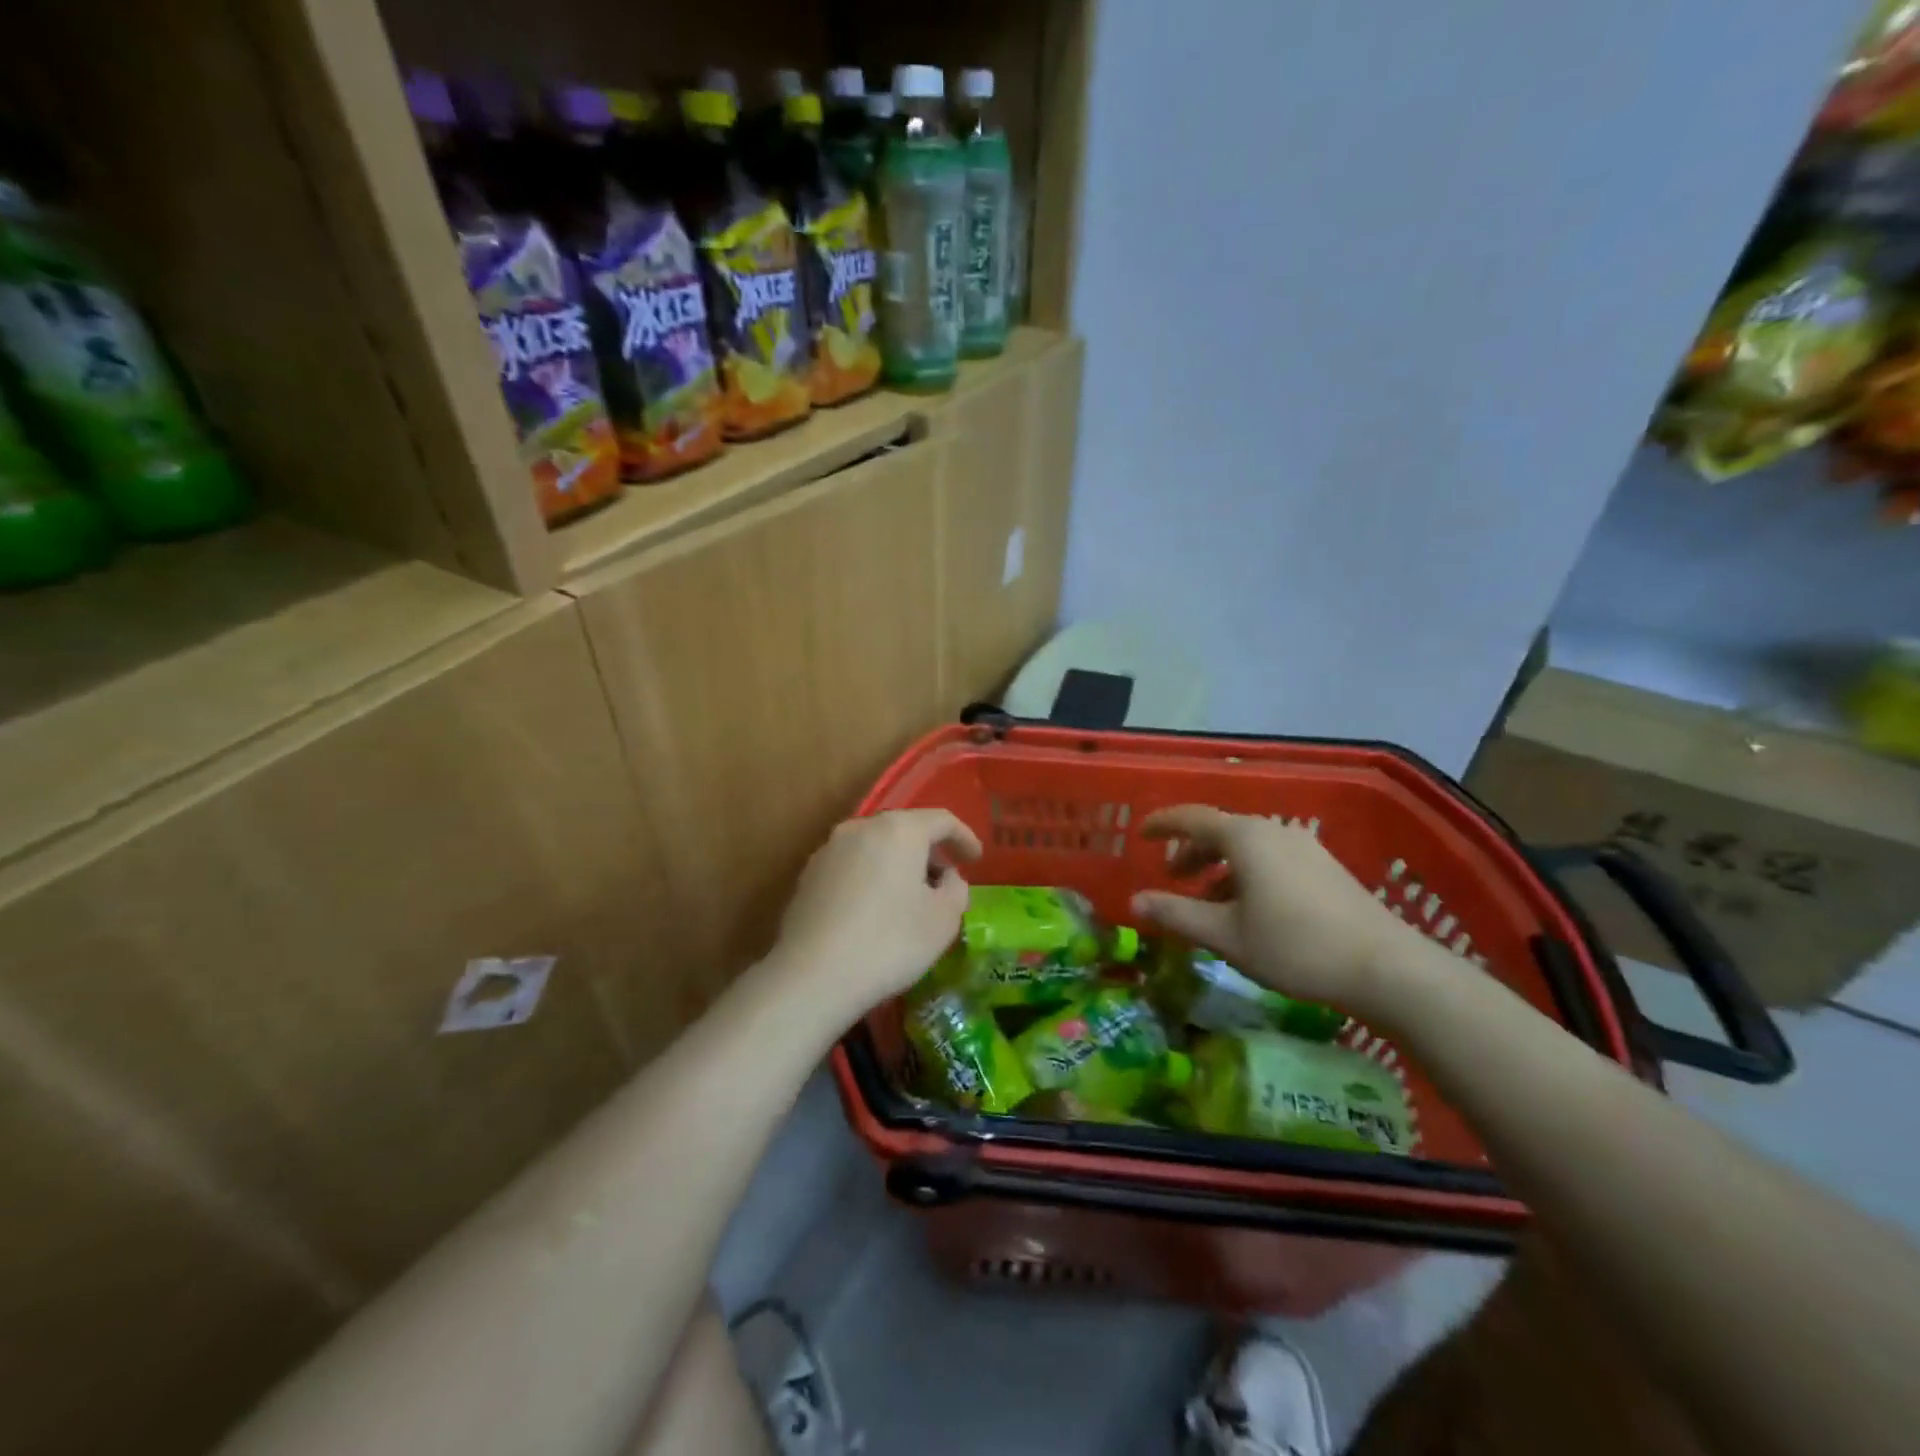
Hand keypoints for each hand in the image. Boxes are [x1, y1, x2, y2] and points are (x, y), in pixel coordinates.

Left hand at [772, 809, 981, 1020]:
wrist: (812, 975)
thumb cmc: (890, 942)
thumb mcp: (943, 920)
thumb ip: (955, 889)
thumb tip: (947, 878)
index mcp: (899, 830)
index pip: (941, 820)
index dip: (964, 837)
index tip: (976, 859)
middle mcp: (861, 828)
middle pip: (905, 830)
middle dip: (929, 851)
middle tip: (945, 880)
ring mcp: (829, 849)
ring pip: (875, 847)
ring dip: (898, 865)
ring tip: (910, 898)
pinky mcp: (808, 875)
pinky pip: (852, 866)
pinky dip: (871, 878)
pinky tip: (875, 911)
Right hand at [1131, 805, 1433, 1020]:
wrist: (1386, 968)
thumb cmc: (1294, 947)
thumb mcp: (1225, 935)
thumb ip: (1176, 915)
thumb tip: (1134, 902)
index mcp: (1245, 838)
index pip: (1192, 818)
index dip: (1162, 824)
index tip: (1140, 833)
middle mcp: (1274, 831)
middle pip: (1221, 831)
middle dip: (1191, 852)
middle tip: (1173, 878)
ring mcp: (1305, 848)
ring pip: (1248, 848)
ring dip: (1220, 868)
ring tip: (1208, 903)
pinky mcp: (1325, 868)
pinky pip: (1272, 859)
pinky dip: (1247, 875)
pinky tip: (1250, 910)